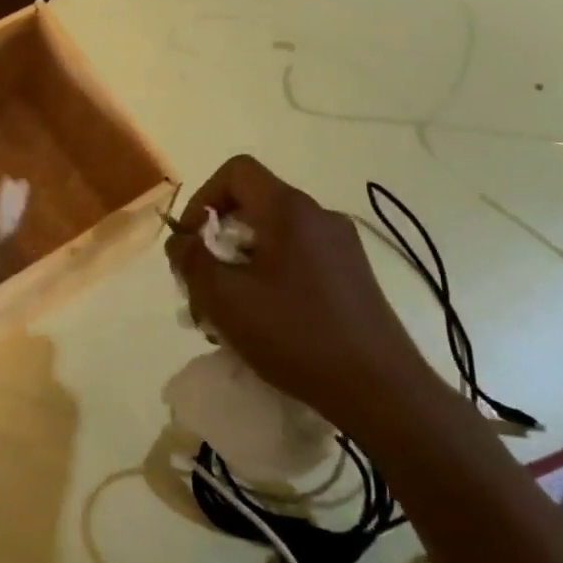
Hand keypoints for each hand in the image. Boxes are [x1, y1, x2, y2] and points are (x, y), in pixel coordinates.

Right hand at [163, 155, 433, 438]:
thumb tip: (181, 240)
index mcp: (290, 210)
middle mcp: (319, 217)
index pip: (236, 171)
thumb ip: (192, 261)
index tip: (191, 241)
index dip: (203, 197)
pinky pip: (297, 259)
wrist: (381, 391)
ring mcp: (341, 246)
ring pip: (273, 237)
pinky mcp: (352, 276)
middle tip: (202, 285)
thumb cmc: (296, 336)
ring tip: (226, 314)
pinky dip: (268, 277)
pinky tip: (262, 323)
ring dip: (240, 265)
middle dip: (217, 241)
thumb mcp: (226, 299)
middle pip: (253, 205)